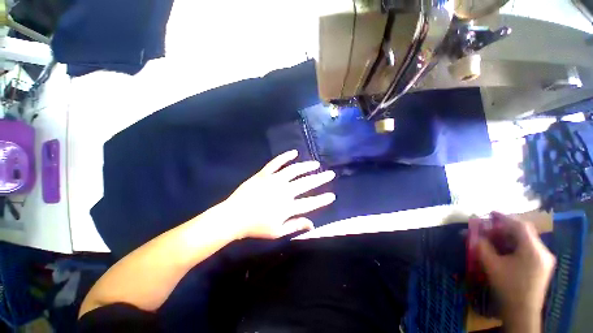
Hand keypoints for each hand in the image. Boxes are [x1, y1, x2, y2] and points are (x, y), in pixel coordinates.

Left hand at [221, 150, 335, 239]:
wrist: (234, 216)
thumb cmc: (256, 227)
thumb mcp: (277, 232)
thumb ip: (295, 226)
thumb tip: (312, 225)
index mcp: (288, 207)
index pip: (311, 202)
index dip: (322, 199)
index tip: (332, 195)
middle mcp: (284, 191)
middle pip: (306, 183)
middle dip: (320, 178)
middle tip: (330, 173)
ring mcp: (274, 180)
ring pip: (294, 170)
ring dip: (306, 166)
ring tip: (315, 164)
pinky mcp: (264, 174)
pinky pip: (276, 162)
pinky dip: (285, 156)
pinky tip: (294, 152)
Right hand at [477, 212, 555, 325]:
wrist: (522, 312)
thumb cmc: (508, 288)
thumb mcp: (492, 266)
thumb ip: (482, 246)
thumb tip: (473, 233)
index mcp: (533, 250)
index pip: (520, 226)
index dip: (505, 217)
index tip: (490, 213)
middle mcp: (543, 251)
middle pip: (524, 232)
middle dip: (505, 229)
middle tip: (489, 230)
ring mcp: (545, 259)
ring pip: (526, 241)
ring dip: (510, 238)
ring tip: (495, 241)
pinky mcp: (543, 266)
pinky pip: (529, 249)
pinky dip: (516, 246)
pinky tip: (505, 251)